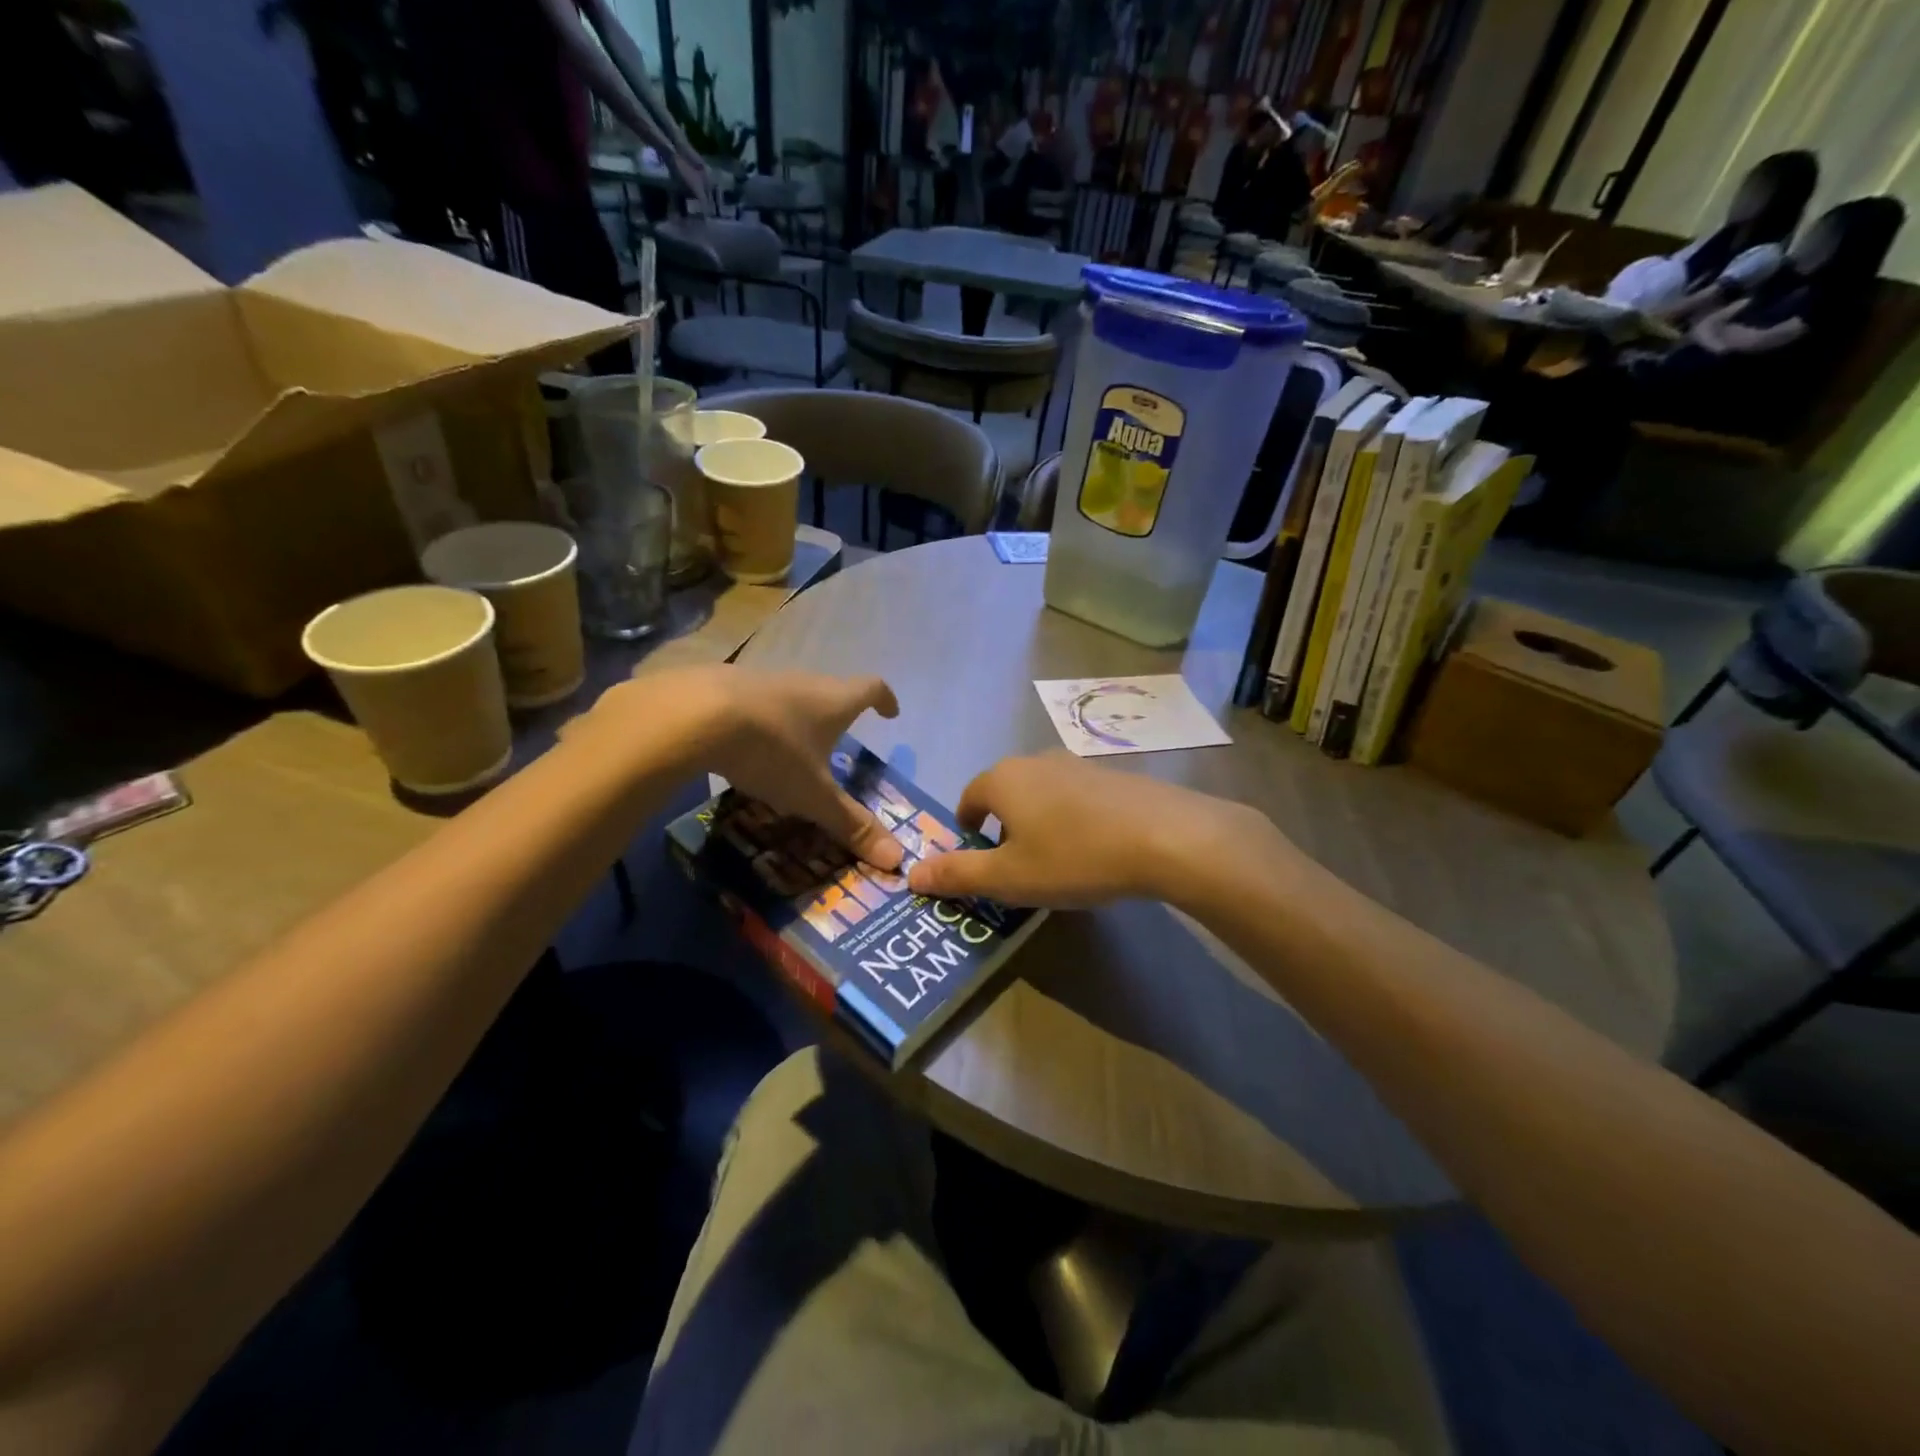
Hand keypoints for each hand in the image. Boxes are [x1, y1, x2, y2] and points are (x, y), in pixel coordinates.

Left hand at [589, 667, 904, 868]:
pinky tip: (742, 743)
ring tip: (789, 746)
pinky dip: (757, 720)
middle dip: (837, 713)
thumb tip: (897, 860)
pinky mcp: (722, 685)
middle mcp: (802, 683)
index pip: (870, 689)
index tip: (890, 712)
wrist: (694, 715)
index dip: (884, 700)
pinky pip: (751, 701)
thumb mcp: (813, 796)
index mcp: (833, 702)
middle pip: (830, 690)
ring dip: (795, 716)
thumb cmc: (771, 751)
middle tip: (837, 739)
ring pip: (789, 695)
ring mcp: (761, 679)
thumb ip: (851, 825)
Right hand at [905, 755, 1281, 908]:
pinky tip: (1093, 849)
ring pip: (1042, 793)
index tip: (975, 855)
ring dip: (1038, 822)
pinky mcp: (1113, 775)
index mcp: (1004, 779)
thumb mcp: (1008, 878)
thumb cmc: (1073, 857)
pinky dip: (1072, 819)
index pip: (969, 797)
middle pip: (1006, 792)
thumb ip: (957, 874)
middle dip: (1002, 826)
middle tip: (1014, 866)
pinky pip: (1077, 797)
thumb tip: (911, 874)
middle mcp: (1036, 761)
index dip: (966, 827)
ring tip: (1054, 860)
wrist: (1164, 837)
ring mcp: (1078, 764)